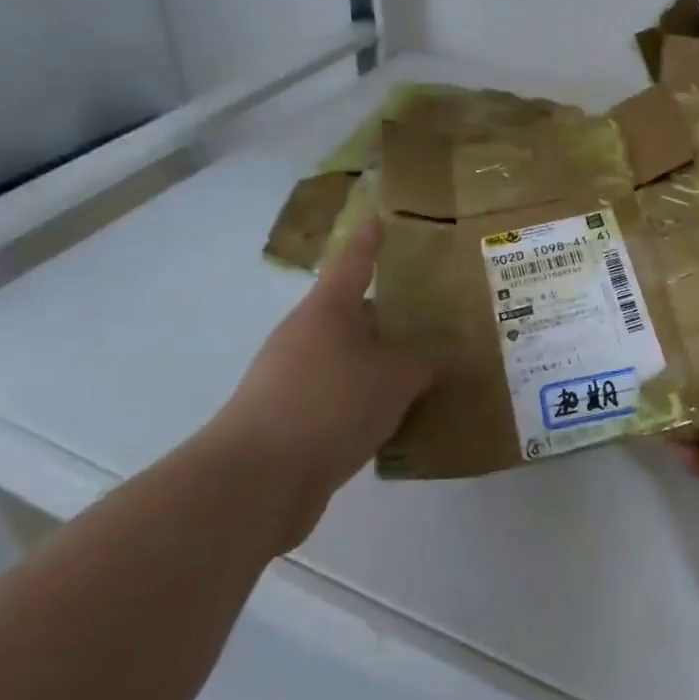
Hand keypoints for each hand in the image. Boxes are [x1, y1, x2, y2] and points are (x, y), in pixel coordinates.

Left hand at [209, 218, 434, 550]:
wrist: (255, 482)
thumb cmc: (330, 404)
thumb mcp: (395, 379)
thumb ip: (426, 364)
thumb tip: (443, 358)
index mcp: (329, 308)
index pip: (355, 259)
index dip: (372, 237)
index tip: (384, 216)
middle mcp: (306, 334)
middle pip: (355, 312)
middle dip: (393, 313)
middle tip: (438, 312)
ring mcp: (292, 377)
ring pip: (350, 357)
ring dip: (383, 362)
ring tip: (429, 369)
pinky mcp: (289, 418)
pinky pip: (340, 396)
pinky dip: (368, 401)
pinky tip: (400, 417)